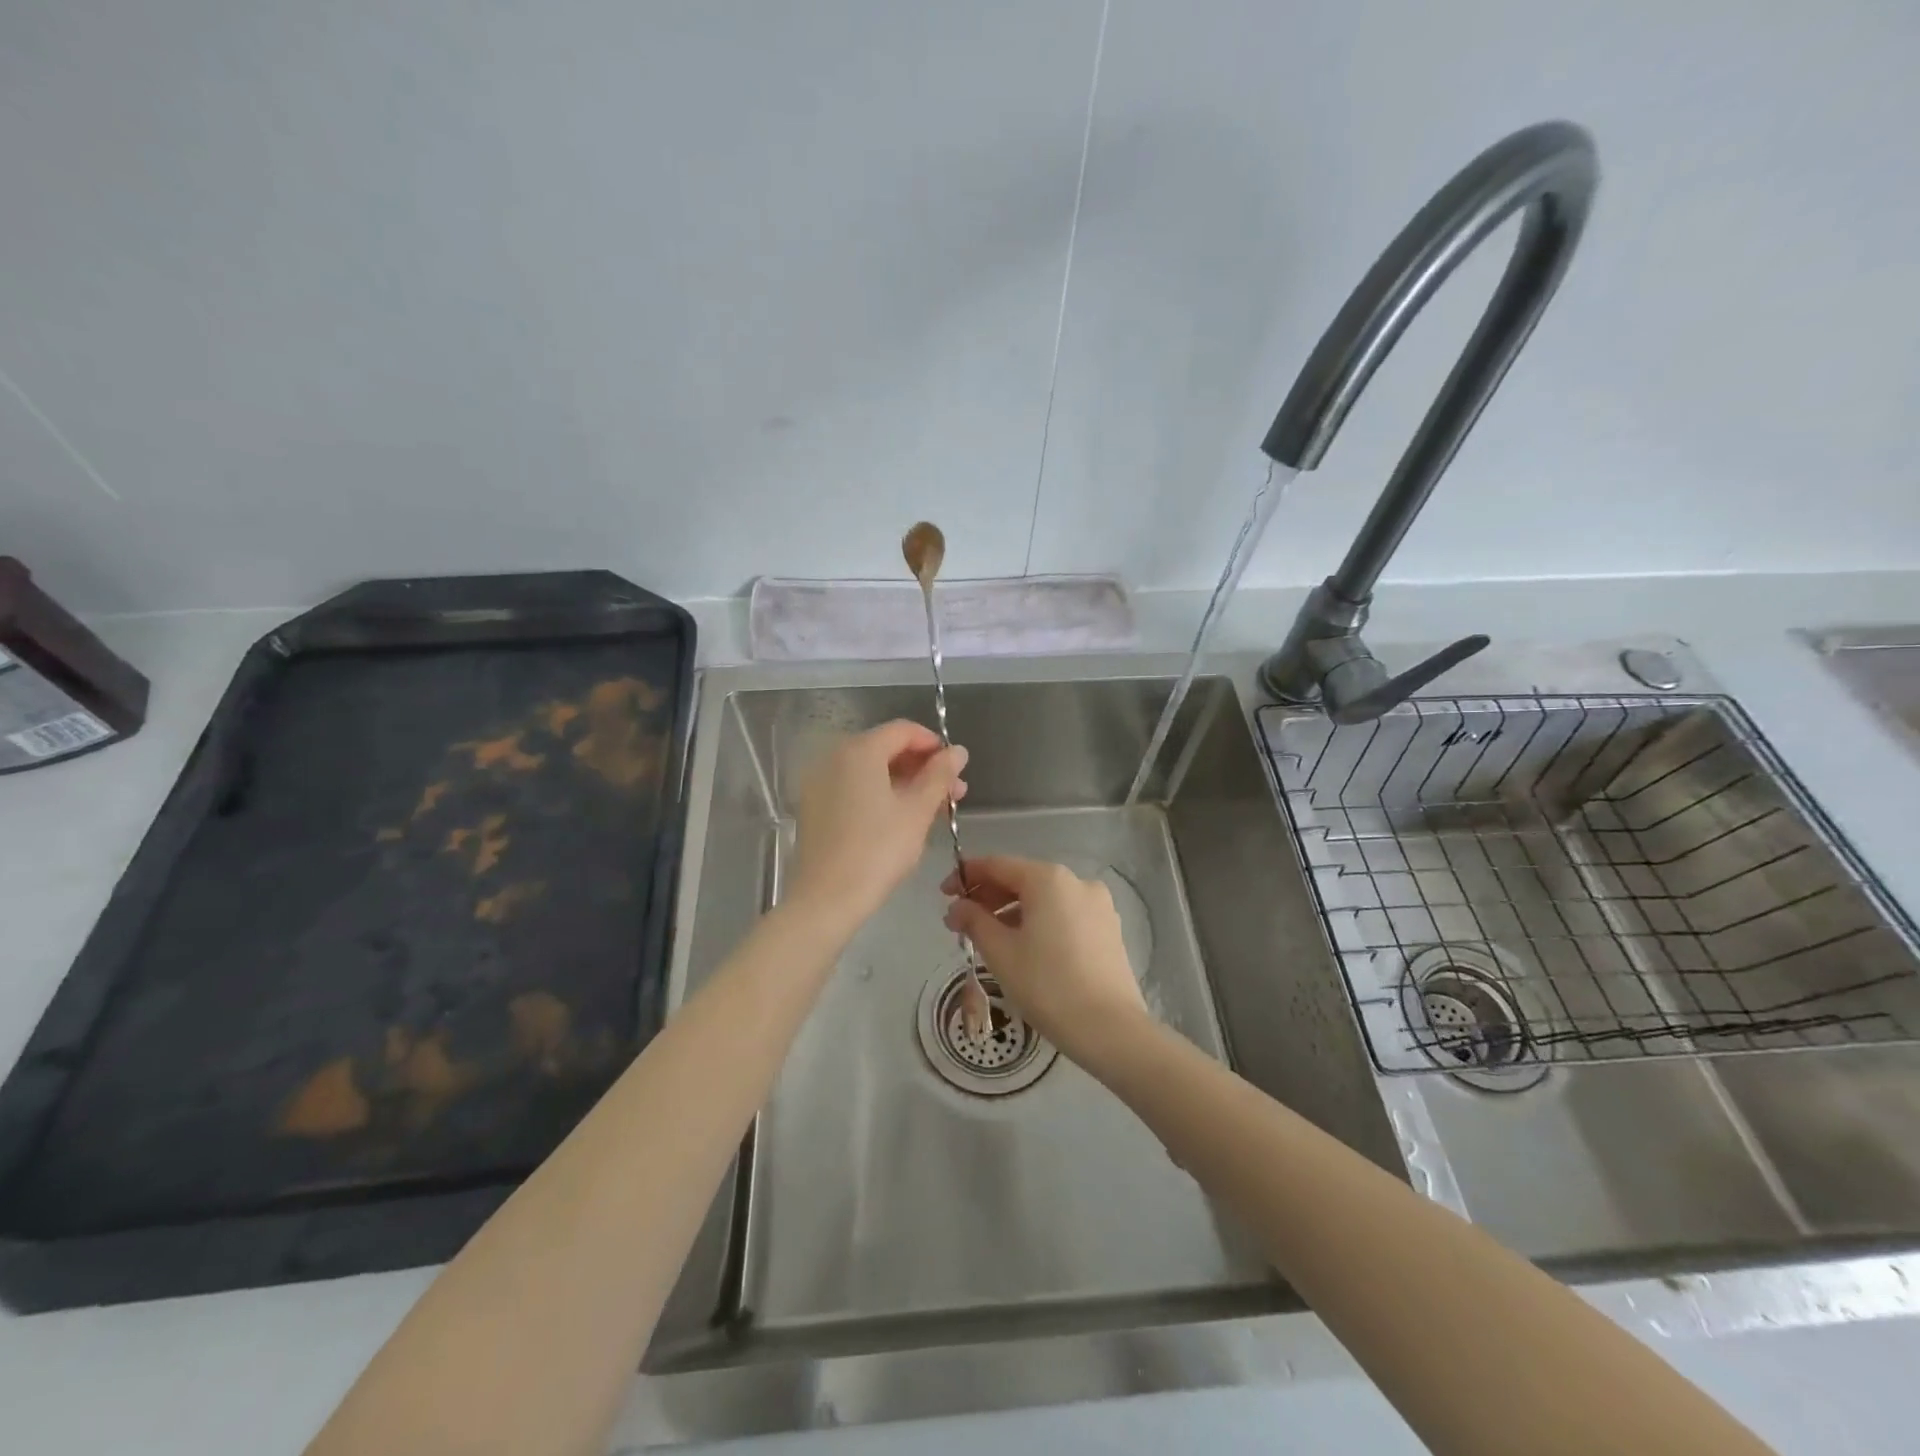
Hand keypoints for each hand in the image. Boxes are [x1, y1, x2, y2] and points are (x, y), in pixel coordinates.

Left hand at [789, 720, 968, 927]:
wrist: (826, 898)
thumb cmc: (878, 850)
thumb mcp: (917, 811)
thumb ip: (939, 775)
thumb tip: (957, 750)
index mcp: (859, 751)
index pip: (903, 730)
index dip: (934, 744)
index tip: (956, 769)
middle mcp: (834, 758)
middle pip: (886, 749)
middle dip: (923, 767)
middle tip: (953, 793)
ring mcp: (820, 783)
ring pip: (871, 771)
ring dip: (905, 783)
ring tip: (935, 809)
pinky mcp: (815, 807)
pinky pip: (854, 788)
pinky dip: (880, 795)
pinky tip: (902, 819)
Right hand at [942, 855, 1149, 1069]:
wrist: (1110, 1030)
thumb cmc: (1047, 985)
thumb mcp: (1001, 952)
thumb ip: (974, 921)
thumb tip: (957, 907)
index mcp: (1049, 879)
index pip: (998, 865)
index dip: (966, 876)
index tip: (943, 894)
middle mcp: (1077, 881)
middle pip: (1022, 879)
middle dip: (988, 897)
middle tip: (960, 922)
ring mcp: (1098, 905)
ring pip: (1044, 899)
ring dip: (1012, 911)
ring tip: (987, 938)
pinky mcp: (1108, 929)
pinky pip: (1063, 914)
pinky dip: (1038, 922)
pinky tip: (1022, 946)